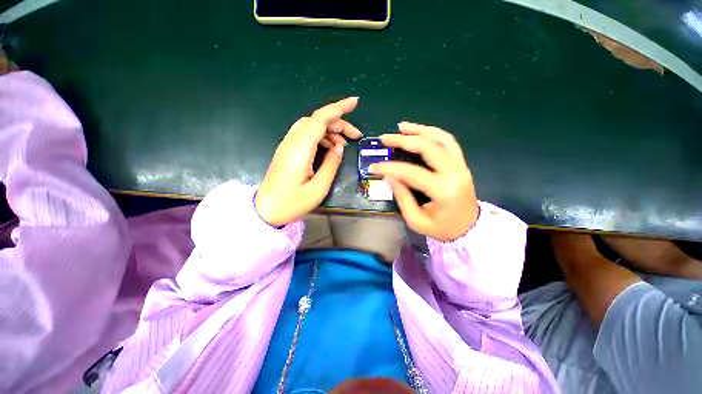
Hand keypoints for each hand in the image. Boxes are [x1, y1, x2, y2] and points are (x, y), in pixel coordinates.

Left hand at [255, 97, 361, 226]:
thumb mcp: (318, 188)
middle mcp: (292, 142)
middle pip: (317, 120)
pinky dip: (321, 137)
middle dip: (339, 123)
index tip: (355, 102)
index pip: (320, 119)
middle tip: (355, 136)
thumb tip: (339, 147)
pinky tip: (330, 148)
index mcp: (300, 149)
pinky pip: (307, 135)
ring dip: (330, 130)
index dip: (338, 108)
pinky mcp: (288, 150)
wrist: (266, 210)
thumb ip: (331, 165)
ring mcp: (288, 145)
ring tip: (343, 145)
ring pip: (312, 126)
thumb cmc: (292, 203)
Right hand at [370, 122, 478, 241]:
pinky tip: (419, 131)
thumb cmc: (442, 228)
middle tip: (385, 138)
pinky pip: (448, 141)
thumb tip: (389, 177)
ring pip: (440, 138)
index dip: (390, 168)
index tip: (374, 167)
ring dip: (419, 129)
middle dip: (403, 140)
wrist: (469, 228)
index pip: (412, 173)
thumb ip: (402, 198)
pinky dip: (433, 132)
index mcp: (443, 190)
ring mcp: (461, 165)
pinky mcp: (461, 163)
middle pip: (428, 147)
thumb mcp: (417, 221)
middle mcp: (454, 172)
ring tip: (401, 127)